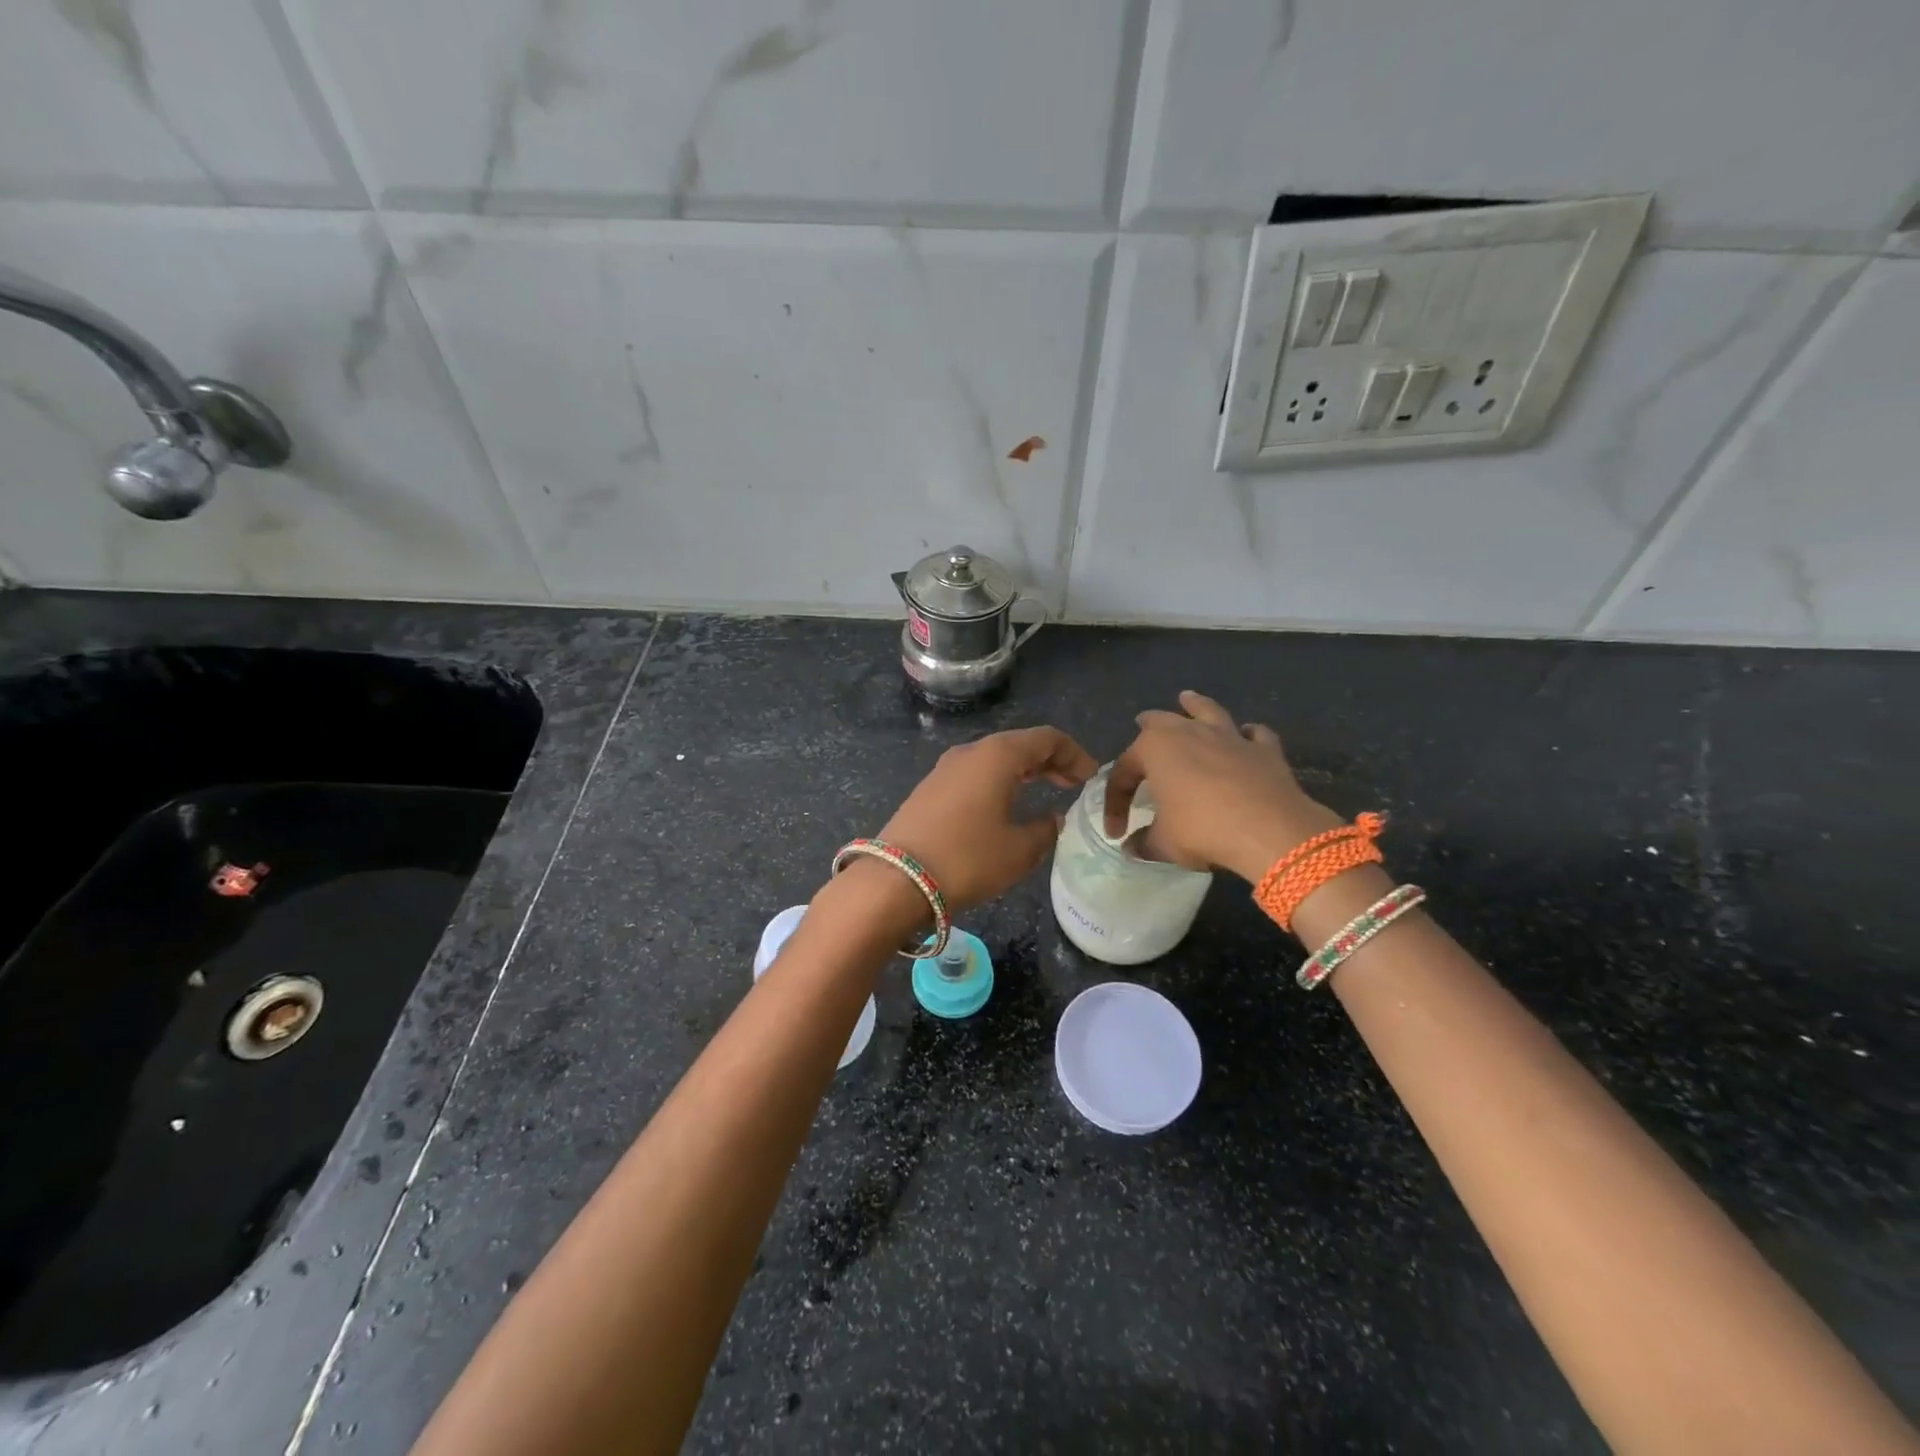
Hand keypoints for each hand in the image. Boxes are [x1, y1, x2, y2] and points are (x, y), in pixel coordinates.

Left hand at [878, 726, 1097, 911]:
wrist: (896, 879)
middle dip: (1051, 761)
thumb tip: (1053, 819)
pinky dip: (999, 781)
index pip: (1047, 738)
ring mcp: (946, 768)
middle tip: (1074, 783)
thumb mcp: (1019, 850)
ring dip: (1024, 771)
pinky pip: (975, 773)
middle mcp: (971, 751)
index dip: (1074, 754)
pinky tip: (1006, 804)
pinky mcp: (930, 788)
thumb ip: (1045, 830)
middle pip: (1020, 744)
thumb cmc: (967, 859)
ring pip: (995, 758)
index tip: (1091, 777)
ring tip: (1046, 791)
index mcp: (998, 755)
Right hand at [1105, 691, 1342, 882]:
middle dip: (1148, 723)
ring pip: (1207, 711)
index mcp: (1154, 749)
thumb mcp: (1164, 844)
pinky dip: (1248, 734)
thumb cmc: (1202, 830)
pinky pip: (1254, 734)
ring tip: (1189, 698)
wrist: (1268, 829)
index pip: (1123, 773)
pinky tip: (1247, 737)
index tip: (1116, 831)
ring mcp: (1229, 737)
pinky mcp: (1264, 749)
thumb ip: (1144, 843)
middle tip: (1141, 722)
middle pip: (1161, 721)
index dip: (1115, 803)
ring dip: (1196, 705)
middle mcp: (1188, 732)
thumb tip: (1132, 847)